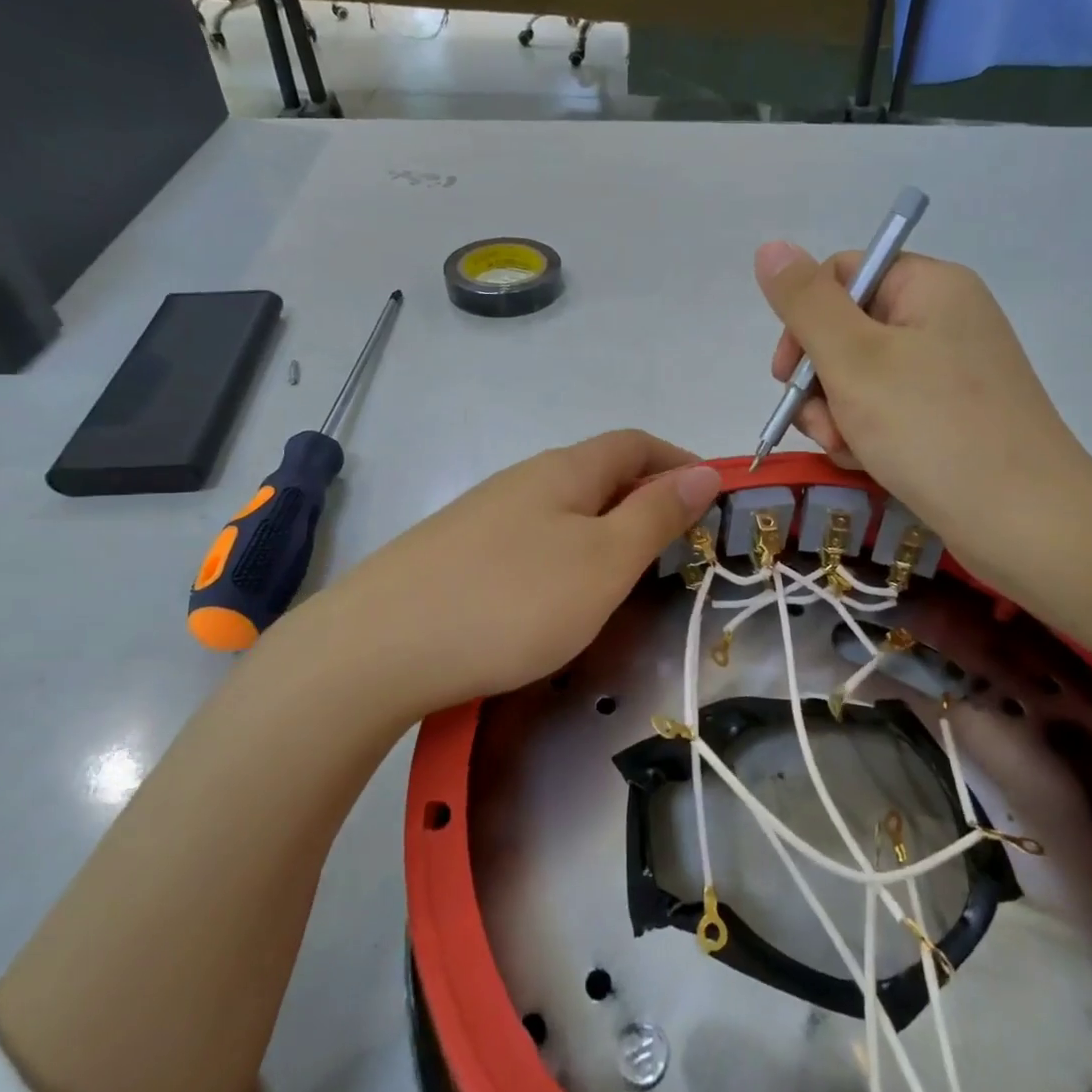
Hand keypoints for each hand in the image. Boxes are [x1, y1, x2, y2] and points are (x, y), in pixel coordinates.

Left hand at [280, 430, 720, 720]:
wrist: (377, 647)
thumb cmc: (512, 601)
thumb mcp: (603, 562)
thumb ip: (656, 516)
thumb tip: (704, 472)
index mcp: (564, 471)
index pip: (635, 444)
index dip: (678, 461)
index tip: (713, 496)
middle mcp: (522, 480)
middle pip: (598, 472)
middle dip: (645, 498)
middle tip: (675, 546)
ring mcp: (483, 516)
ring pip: (562, 508)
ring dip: (604, 528)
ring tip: (623, 575)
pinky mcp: (455, 553)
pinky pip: (530, 539)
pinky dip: (564, 554)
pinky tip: (555, 596)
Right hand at [755, 242, 1091, 584]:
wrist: (1023, 521)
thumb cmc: (932, 429)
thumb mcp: (854, 360)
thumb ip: (806, 303)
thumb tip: (770, 247)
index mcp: (930, 287)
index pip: (842, 276)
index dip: (804, 321)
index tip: (787, 374)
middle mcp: (944, 319)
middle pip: (847, 332)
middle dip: (819, 382)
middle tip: (822, 424)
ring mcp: (951, 372)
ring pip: (861, 379)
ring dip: (838, 415)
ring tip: (850, 451)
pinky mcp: (952, 417)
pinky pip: (889, 411)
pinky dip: (868, 435)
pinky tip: (869, 464)